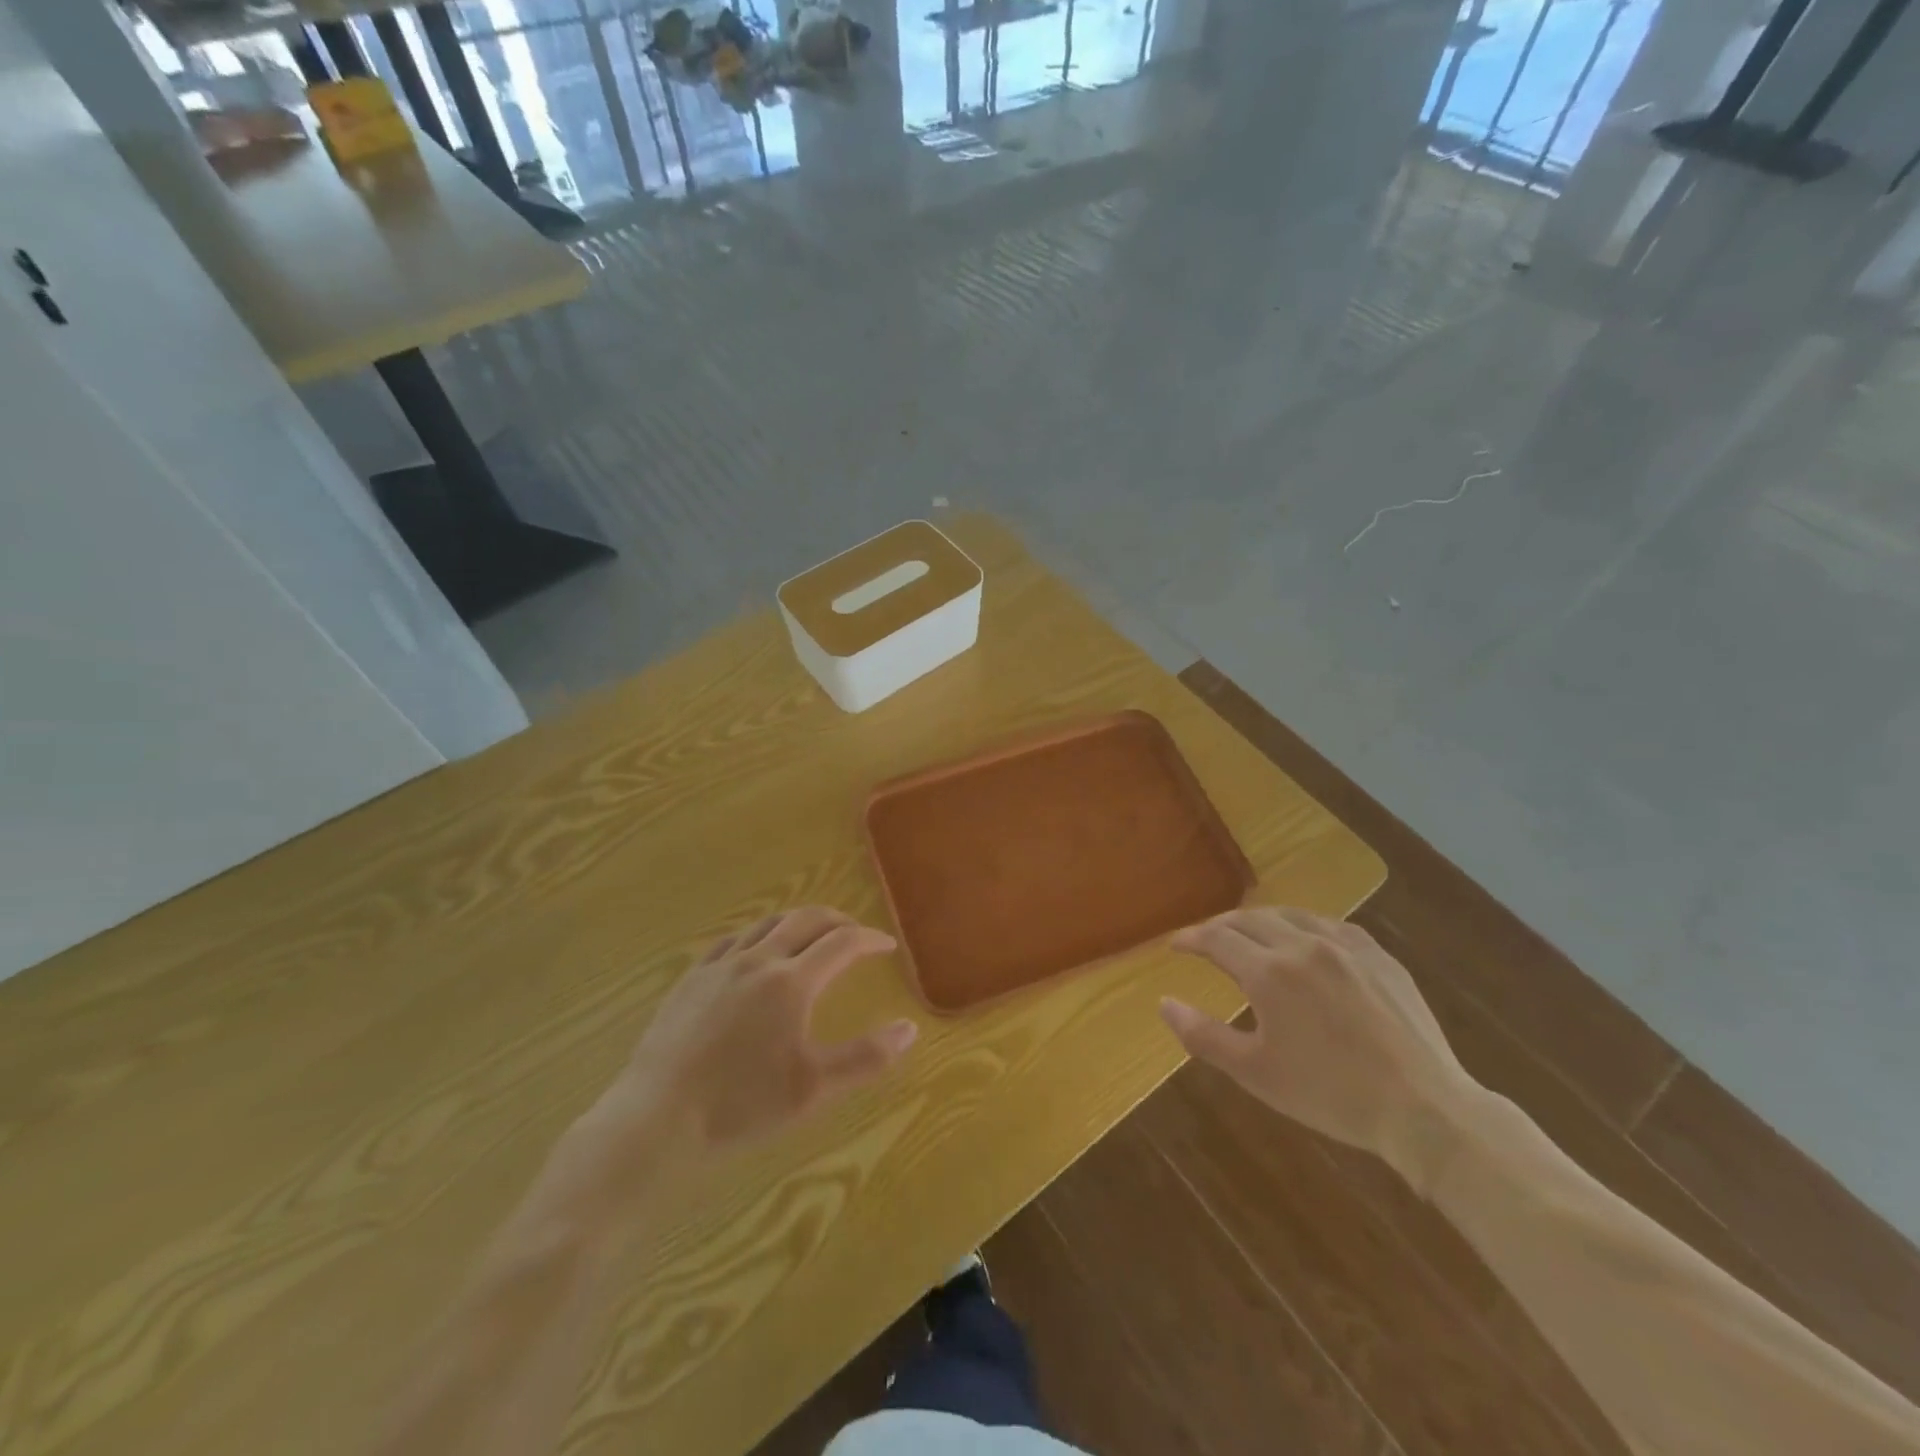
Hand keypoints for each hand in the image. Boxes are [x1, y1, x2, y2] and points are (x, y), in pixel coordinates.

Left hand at [585, 907, 917, 1174]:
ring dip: (797, 922)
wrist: (656, 1119)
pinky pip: (731, 940)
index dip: (869, 939)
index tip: (887, 946)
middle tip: (854, 932)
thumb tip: (910, 1028)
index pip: (842, 943)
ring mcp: (719, 966)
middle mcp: (758, 960)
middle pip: (805, 920)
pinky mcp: (690, 979)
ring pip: (766, 924)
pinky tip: (753, 953)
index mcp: (791, 982)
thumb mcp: (813, 1088)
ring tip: (810, 936)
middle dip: (836, 920)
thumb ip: (866, 1057)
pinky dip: (757, 936)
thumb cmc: (741, 1106)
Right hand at [1160, 908, 1481, 1190]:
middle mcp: (1303, 945)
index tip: (1174, 945)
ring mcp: (1345, 946)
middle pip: (1249, 919)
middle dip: (1219, 927)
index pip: (1216, 939)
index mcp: (1269, 973)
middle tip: (1205, 941)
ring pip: (1290, 915)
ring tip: (1249, 935)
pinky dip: (1303, 926)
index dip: (1190, 939)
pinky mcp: (1379, 956)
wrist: (1423, 1109)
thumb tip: (1163, 1003)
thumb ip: (1202, 1035)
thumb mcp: (1255, 1072)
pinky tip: (1305, 941)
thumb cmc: (1330, 1095)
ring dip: (1259, 921)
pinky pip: (1330, 925)